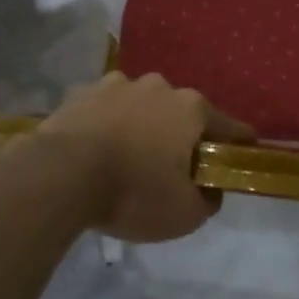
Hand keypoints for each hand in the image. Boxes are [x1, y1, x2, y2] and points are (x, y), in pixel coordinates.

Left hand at [35, 72, 253, 242]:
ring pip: (141, 107)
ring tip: (128, 160)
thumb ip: (208, 200)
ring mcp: (117, 84)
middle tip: (173, 170)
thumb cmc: (133, 192)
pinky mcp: (81, 93)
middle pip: (182, 114)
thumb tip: (210, 189)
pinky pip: (106, 111)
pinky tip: (97, 152)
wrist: (59, 175)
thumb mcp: (185, 214)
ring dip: (142, 127)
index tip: (239, 160)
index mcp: (191, 108)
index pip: (231, 127)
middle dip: (182, 137)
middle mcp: (158, 86)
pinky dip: (107, 126)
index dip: (238, 146)